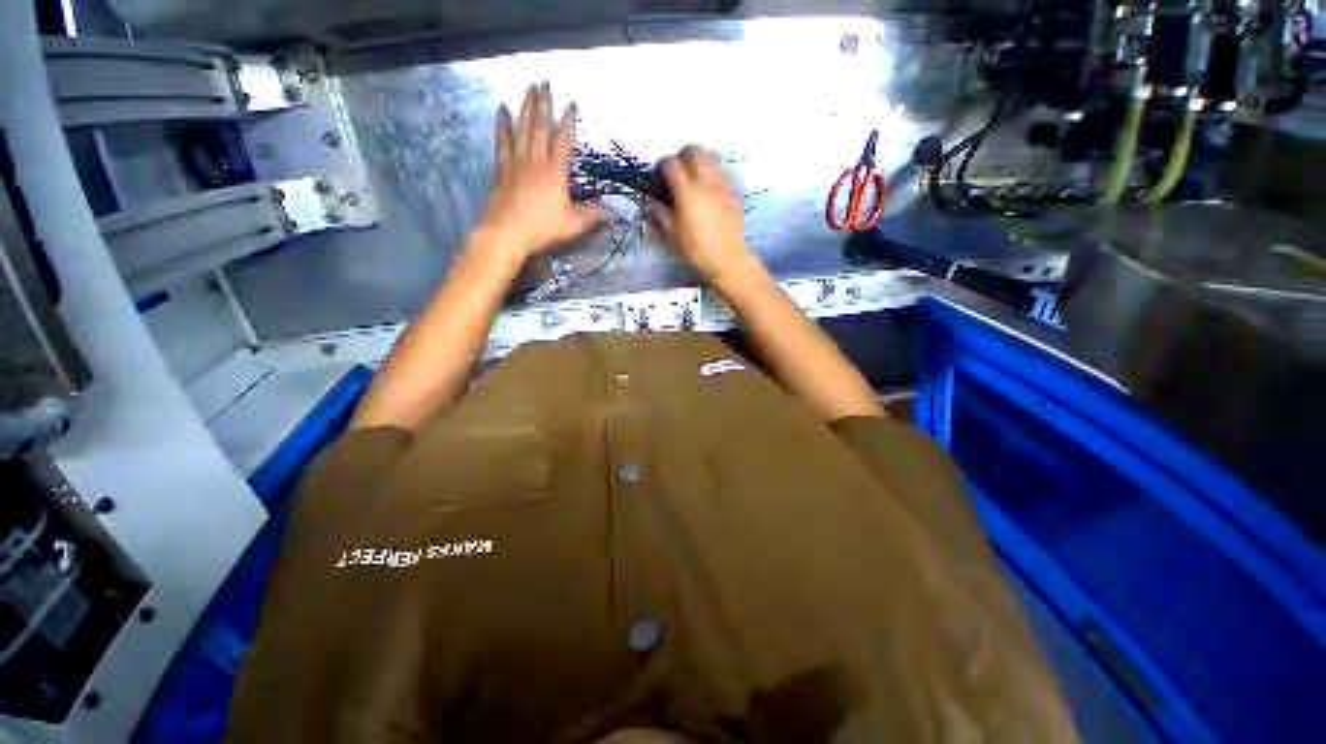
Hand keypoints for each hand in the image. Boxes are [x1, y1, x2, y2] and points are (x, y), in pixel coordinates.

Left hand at [477, 83, 602, 259]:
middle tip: (544, 82)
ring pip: (521, 128)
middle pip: (540, 126)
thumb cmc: (543, 229)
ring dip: (525, 107)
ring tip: (528, 88)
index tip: (571, 104)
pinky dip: (502, 124)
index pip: (563, 140)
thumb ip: (594, 216)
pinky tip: (501, 110)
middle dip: (543, 104)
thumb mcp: (574, 225)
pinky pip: (502, 140)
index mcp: (555, 172)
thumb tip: (614, 214)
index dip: (568, 121)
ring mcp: (516, 162)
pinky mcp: (502, 168)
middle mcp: (536, 161)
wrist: (507, 233)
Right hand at [653, 146, 760, 285]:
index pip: (671, 163)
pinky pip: (722, 173)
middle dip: (683, 156)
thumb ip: (659, 214)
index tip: (660, 178)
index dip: (662, 166)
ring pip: (712, 157)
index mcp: (687, 191)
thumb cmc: (695, 250)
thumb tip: (652, 203)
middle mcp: (706, 182)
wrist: (726, 259)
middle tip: (678, 172)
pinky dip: (713, 176)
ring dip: (700, 162)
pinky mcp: (734, 193)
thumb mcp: (670, 235)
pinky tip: (709, 194)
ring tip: (695, 180)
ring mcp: (723, 185)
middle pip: (694, 150)